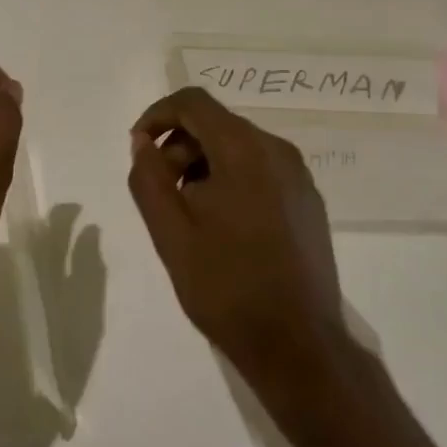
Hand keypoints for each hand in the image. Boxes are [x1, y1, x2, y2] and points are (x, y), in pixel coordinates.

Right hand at [128, 87, 348, 401]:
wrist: (298, 345)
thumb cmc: (226, 286)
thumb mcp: (170, 233)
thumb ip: (149, 178)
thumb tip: (143, 143)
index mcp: (244, 150)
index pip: (193, 102)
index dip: (157, 115)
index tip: (138, 150)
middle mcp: (277, 150)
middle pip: (216, 123)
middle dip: (179, 147)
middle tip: (161, 193)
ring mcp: (298, 176)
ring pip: (238, 147)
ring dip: (203, 165)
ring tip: (188, 215)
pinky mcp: (308, 201)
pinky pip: (260, 170)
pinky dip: (231, 180)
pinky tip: (222, 227)